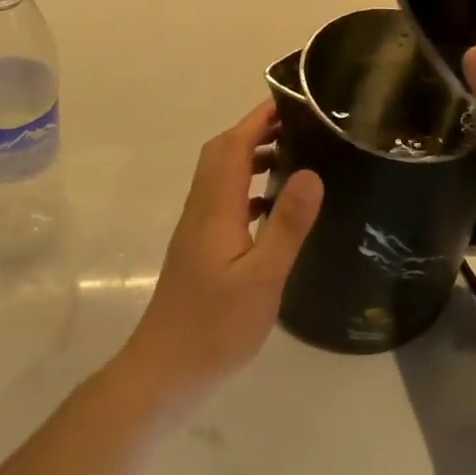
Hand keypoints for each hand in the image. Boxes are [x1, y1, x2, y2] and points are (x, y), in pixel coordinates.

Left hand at [117, 101, 323, 408]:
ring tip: (292, 158)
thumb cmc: (215, 326)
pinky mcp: (198, 248)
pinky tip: (271, 208)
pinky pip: (223, 200)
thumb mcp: (262, 277)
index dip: (258, 119)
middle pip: (221, 153)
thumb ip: (287, 224)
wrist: (164, 371)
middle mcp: (201, 209)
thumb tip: (311, 172)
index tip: (290, 102)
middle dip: (254, 131)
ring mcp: (197, 229)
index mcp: (215, 207)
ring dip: (249, 158)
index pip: (232, 145)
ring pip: (220, 176)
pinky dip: (246, 189)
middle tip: (297, 126)